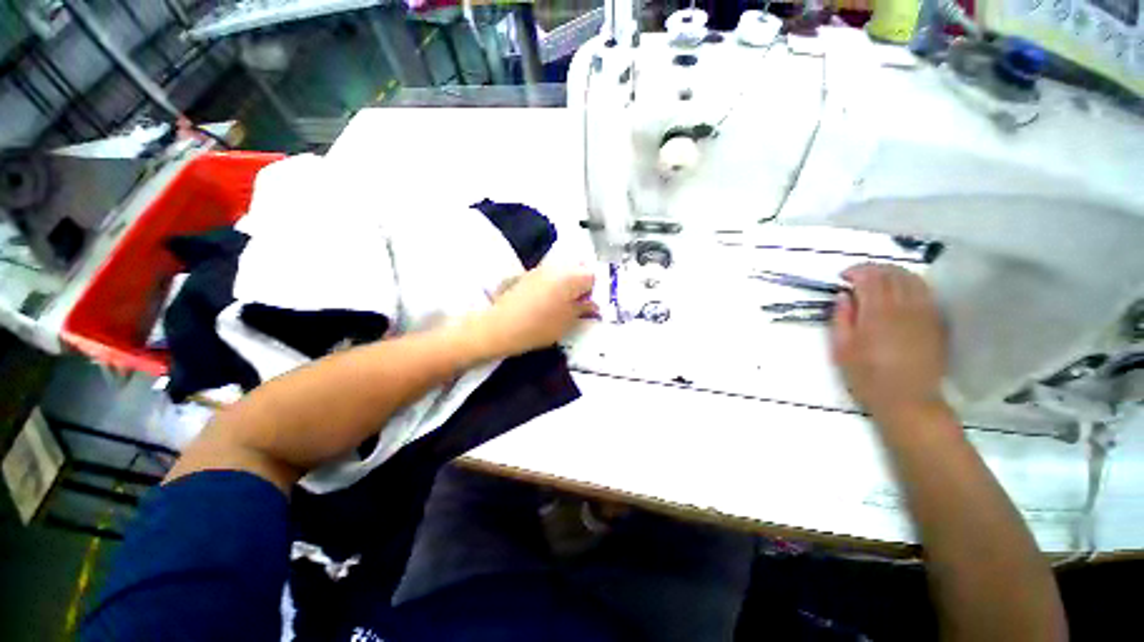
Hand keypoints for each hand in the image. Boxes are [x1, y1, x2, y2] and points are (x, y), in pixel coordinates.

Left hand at [469, 264, 597, 358]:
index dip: (594, 292)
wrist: (500, 327)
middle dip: (581, 286)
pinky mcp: (527, 275)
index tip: (588, 307)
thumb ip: (584, 309)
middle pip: (578, 270)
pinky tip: (546, 303)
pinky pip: (549, 276)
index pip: (593, 276)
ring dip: (567, 285)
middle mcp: (557, 267)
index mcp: (571, 276)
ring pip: (563, 272)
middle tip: (577, 306)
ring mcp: (540, 269)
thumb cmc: (540, 326)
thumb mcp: (568, 322)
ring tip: (561, 306)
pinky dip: (553, 286)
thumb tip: (593, 305)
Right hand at [830, 264, 947, 423]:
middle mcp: (904, 308)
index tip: (842, 277)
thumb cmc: (868, 377)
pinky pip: (925, 292)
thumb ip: (841, 319)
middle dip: (873, 269)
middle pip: (893, 273)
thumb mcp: (842, 350)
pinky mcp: (936, 322)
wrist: (909, 400)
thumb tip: (843, 296)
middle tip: (857, 276)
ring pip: (912, 279)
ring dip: (893, 273)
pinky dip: (910, 284)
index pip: (870, 278)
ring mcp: (924, 313)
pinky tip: (900, 292)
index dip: (855, 271)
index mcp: (877, 314)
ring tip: (878, 281)